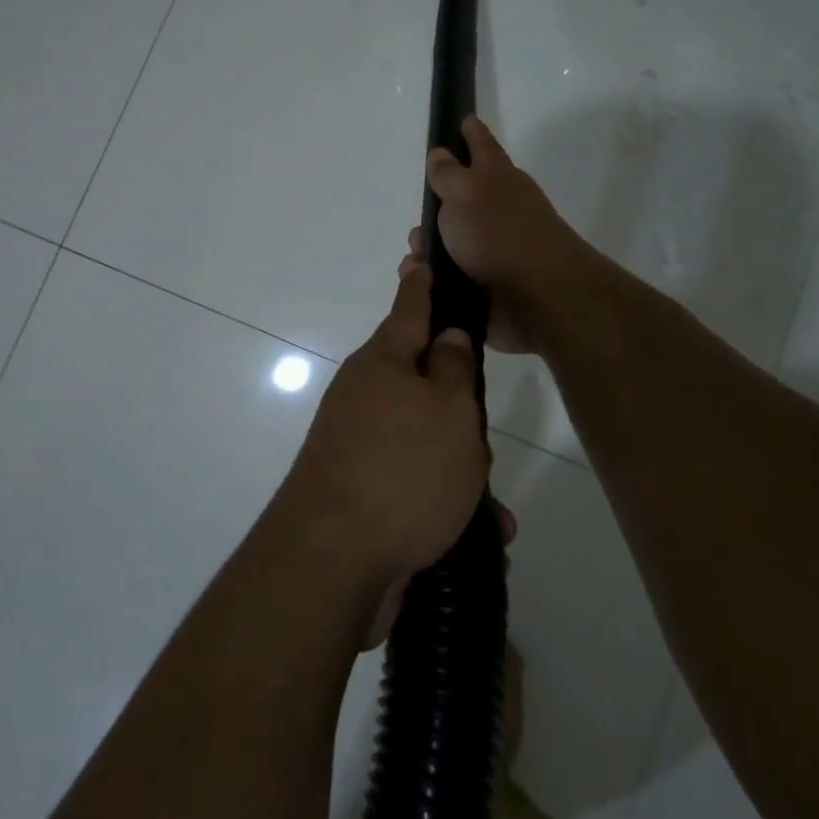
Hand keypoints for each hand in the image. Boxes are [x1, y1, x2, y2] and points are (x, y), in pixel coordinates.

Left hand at [273, 266, 489, 611]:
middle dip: (460, 410)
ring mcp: (359, 447)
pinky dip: (446, 507)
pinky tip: (477, 536)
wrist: (332, 563)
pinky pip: (417, 488)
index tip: (420, 255)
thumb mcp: (449, 411)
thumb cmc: (402, 470)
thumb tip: (445, 336)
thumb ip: (453, 368)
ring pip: (426, 443)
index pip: (409, 308)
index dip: (421, 282)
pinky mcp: (363, 495)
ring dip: (461, 471)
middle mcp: (365, 398)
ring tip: (487, 507)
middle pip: (424, 385)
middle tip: (482, 439)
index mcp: (382, 364)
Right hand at [402, 116, 586, 354]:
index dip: (471, 133)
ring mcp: (497, 249)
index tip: (464, 119)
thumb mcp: (465, 193)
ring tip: (414, 260)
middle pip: (464, 200)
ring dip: (431, 251)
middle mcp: (500, 210)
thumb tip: (440, 153)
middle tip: (418, 219)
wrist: (539, 297)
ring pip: (454, 243)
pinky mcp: (491, 286)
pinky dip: (436, 280)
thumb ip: (448, 174)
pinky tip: (423, 285)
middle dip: (437, 208)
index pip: (482, 146)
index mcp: (498, 179)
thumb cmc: (498, 234)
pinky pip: (453, 278)